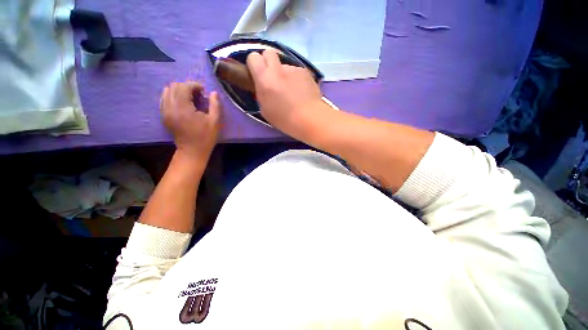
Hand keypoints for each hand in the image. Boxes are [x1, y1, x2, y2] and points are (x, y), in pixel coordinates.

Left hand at [160, 81, 221, 160]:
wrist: (192, 151)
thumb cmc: (206, 137)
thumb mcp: (215, 122)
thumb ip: (215, 105)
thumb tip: (213, 93)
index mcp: (183, 108)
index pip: (184, 87)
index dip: (195, 85)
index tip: (204, 91)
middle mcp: (170, 107)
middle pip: (174, 86)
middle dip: (187, 86)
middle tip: (198, 94)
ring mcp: (165, 111)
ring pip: (167, 91)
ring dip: (179, 90)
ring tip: (190, 98)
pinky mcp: (163, 115)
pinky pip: (164, 98)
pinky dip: (173, 96)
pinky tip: (182, 102)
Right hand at [246, 50, 329, 138]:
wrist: (309, 118)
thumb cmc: (284, 119)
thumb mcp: (265, 110)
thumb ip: (261, 94)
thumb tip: (263, 87)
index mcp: (264, 78)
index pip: (253, 57)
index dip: (254, 65)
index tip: (257, 75)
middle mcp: (278, 69)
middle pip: (269, 52)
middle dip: (268, 62)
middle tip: (272, 78)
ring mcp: (293, 69)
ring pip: (284, 65)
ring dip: (284, 74)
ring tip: (292, 91)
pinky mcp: (305, 72)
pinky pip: (297, 72)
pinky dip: (296, 79)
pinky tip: (301, 92)